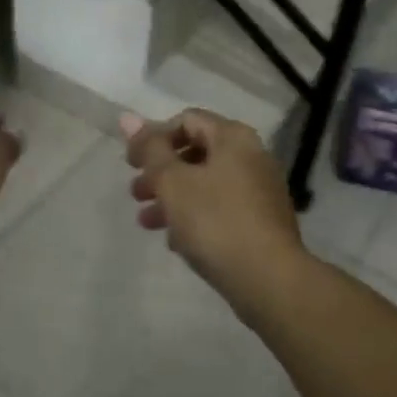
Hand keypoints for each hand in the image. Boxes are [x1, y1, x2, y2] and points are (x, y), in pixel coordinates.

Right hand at [122, 108, 305, 317]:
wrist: (269, 279)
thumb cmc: (216, 221)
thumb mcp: (173, 182)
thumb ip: (150, 149)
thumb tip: (127, 116)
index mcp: (233, 137)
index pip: (186, 120)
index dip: (154, 138)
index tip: (132, 165)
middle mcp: (252, 155)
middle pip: (196, 152)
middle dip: (160, 171)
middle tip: (135, 193)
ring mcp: (260, 190)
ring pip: (206, 183)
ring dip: (173, 197)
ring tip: (147, 222)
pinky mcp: (262, 221)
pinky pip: (221, 208)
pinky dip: (196, 216)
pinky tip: (177, 241)